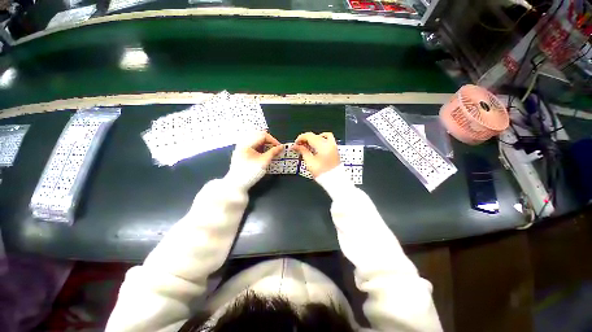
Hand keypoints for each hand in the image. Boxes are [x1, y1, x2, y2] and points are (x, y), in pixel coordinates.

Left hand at [232, 131, 283, 168]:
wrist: (236, 185)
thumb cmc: (250, 173)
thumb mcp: (264, 162)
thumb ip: (273, 152)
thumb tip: (281, 147)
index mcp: (247, 143)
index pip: (263, 135)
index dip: (273, 140)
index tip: (280, 147)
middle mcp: (242, 143)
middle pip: (258, 135)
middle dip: (269, 141)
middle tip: (275, 148)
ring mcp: (241, 148)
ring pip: (255, 140)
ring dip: (264, 143)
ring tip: (270, 151)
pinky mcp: (241, 152)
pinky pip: (251, 145)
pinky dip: (259, 147)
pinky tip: (263, 153)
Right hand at [292, 132, 339, 177]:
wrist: (334, 180)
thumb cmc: (322, 173)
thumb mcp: (310, 162)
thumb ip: (302, 151)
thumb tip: (296, 146)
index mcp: (323, 145)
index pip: (309, 136)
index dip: (300, 138)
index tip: (295, 144)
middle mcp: (329, 143)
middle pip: (314, 135)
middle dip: (305, 139)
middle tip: (299, 146)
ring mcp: (333, 145)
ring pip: (321, 136)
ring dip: (313, 139)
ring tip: (307, 146)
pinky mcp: (334, 149)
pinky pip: (327, 139)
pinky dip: (320, 140)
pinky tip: (316, 146)